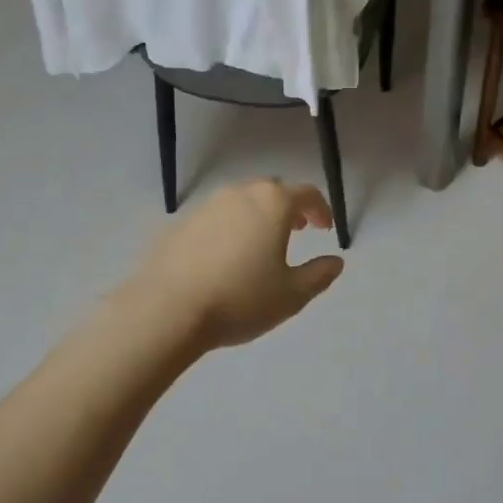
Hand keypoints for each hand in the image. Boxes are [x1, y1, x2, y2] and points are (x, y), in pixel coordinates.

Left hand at [126, 179, 344, 350]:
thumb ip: (319, 275)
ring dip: (257, 216)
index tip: (325, 229)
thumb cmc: (241, 299)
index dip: (321, 209)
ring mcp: (205, 207)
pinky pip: (214, 220)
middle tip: (297, 229)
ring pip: (240, 202)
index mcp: (272, 203)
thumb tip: (335, 261)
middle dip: (288, 207)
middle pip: (271, 191)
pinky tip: (225, 258)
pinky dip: (229, 229)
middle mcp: (238, 194)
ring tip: (261, 244)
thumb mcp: (292, 295)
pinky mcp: (179, 225)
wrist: (167, 310)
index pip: (306, 194)